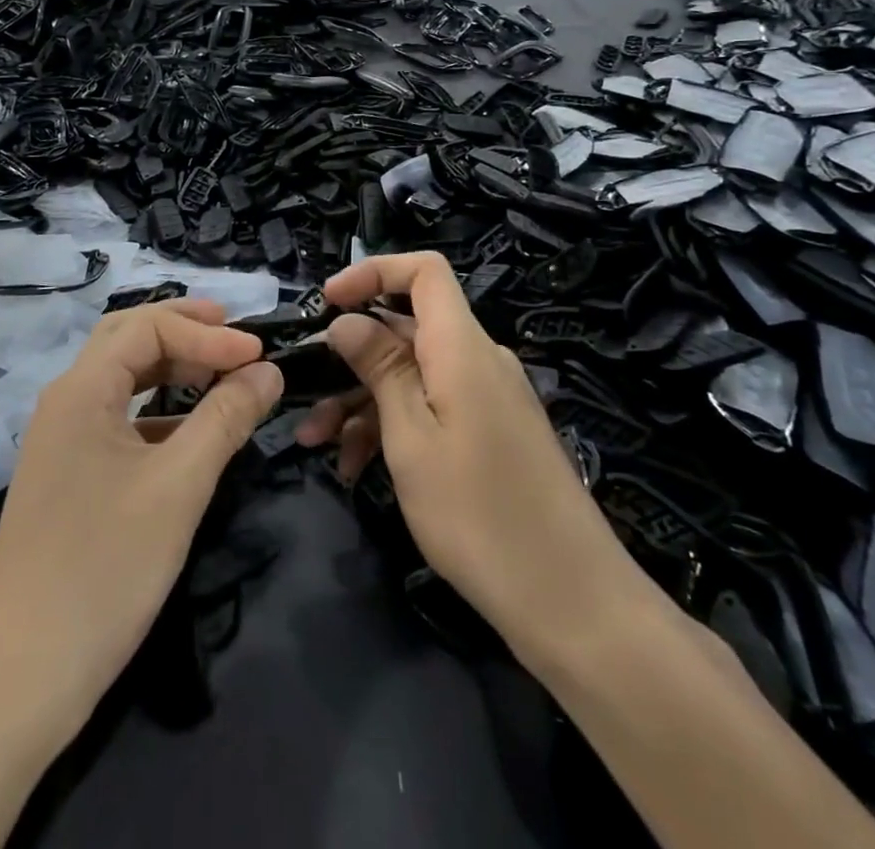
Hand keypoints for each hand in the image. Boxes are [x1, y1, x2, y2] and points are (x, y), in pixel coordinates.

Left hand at [0, 299, 281, 735]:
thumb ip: (226, 418)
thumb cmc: (104, 569)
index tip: (260, 353)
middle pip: (127, 339)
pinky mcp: (68, 476)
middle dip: (184, 330)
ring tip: (221, 373)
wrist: (19, 680)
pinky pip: (118, 419)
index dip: (208, 333)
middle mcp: (65, 403)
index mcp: (81, 390)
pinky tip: (190, 431)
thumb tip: (268, 370)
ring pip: (121, 379)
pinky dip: (158, 409)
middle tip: (237, 337)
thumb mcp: (179, 486)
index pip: (148, 327)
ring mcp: (62, 441)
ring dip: (171, 367)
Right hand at [304, 252, 641, 664]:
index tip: (326, 304)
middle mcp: (478, 359)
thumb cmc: (479, 514)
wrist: (572, 602)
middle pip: (407, 328)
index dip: (373, 272)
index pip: (424, 271)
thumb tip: (347, 320)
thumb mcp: (411, 438)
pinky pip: (433, 408)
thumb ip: (379, 368)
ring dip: (362, 401)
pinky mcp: (491, 433)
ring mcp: (487, 398)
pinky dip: (393, 427)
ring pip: (413, 375)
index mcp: (462, 345)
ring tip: (318, 446)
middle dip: (350, 357)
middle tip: (302, 396)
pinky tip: (357, 468)